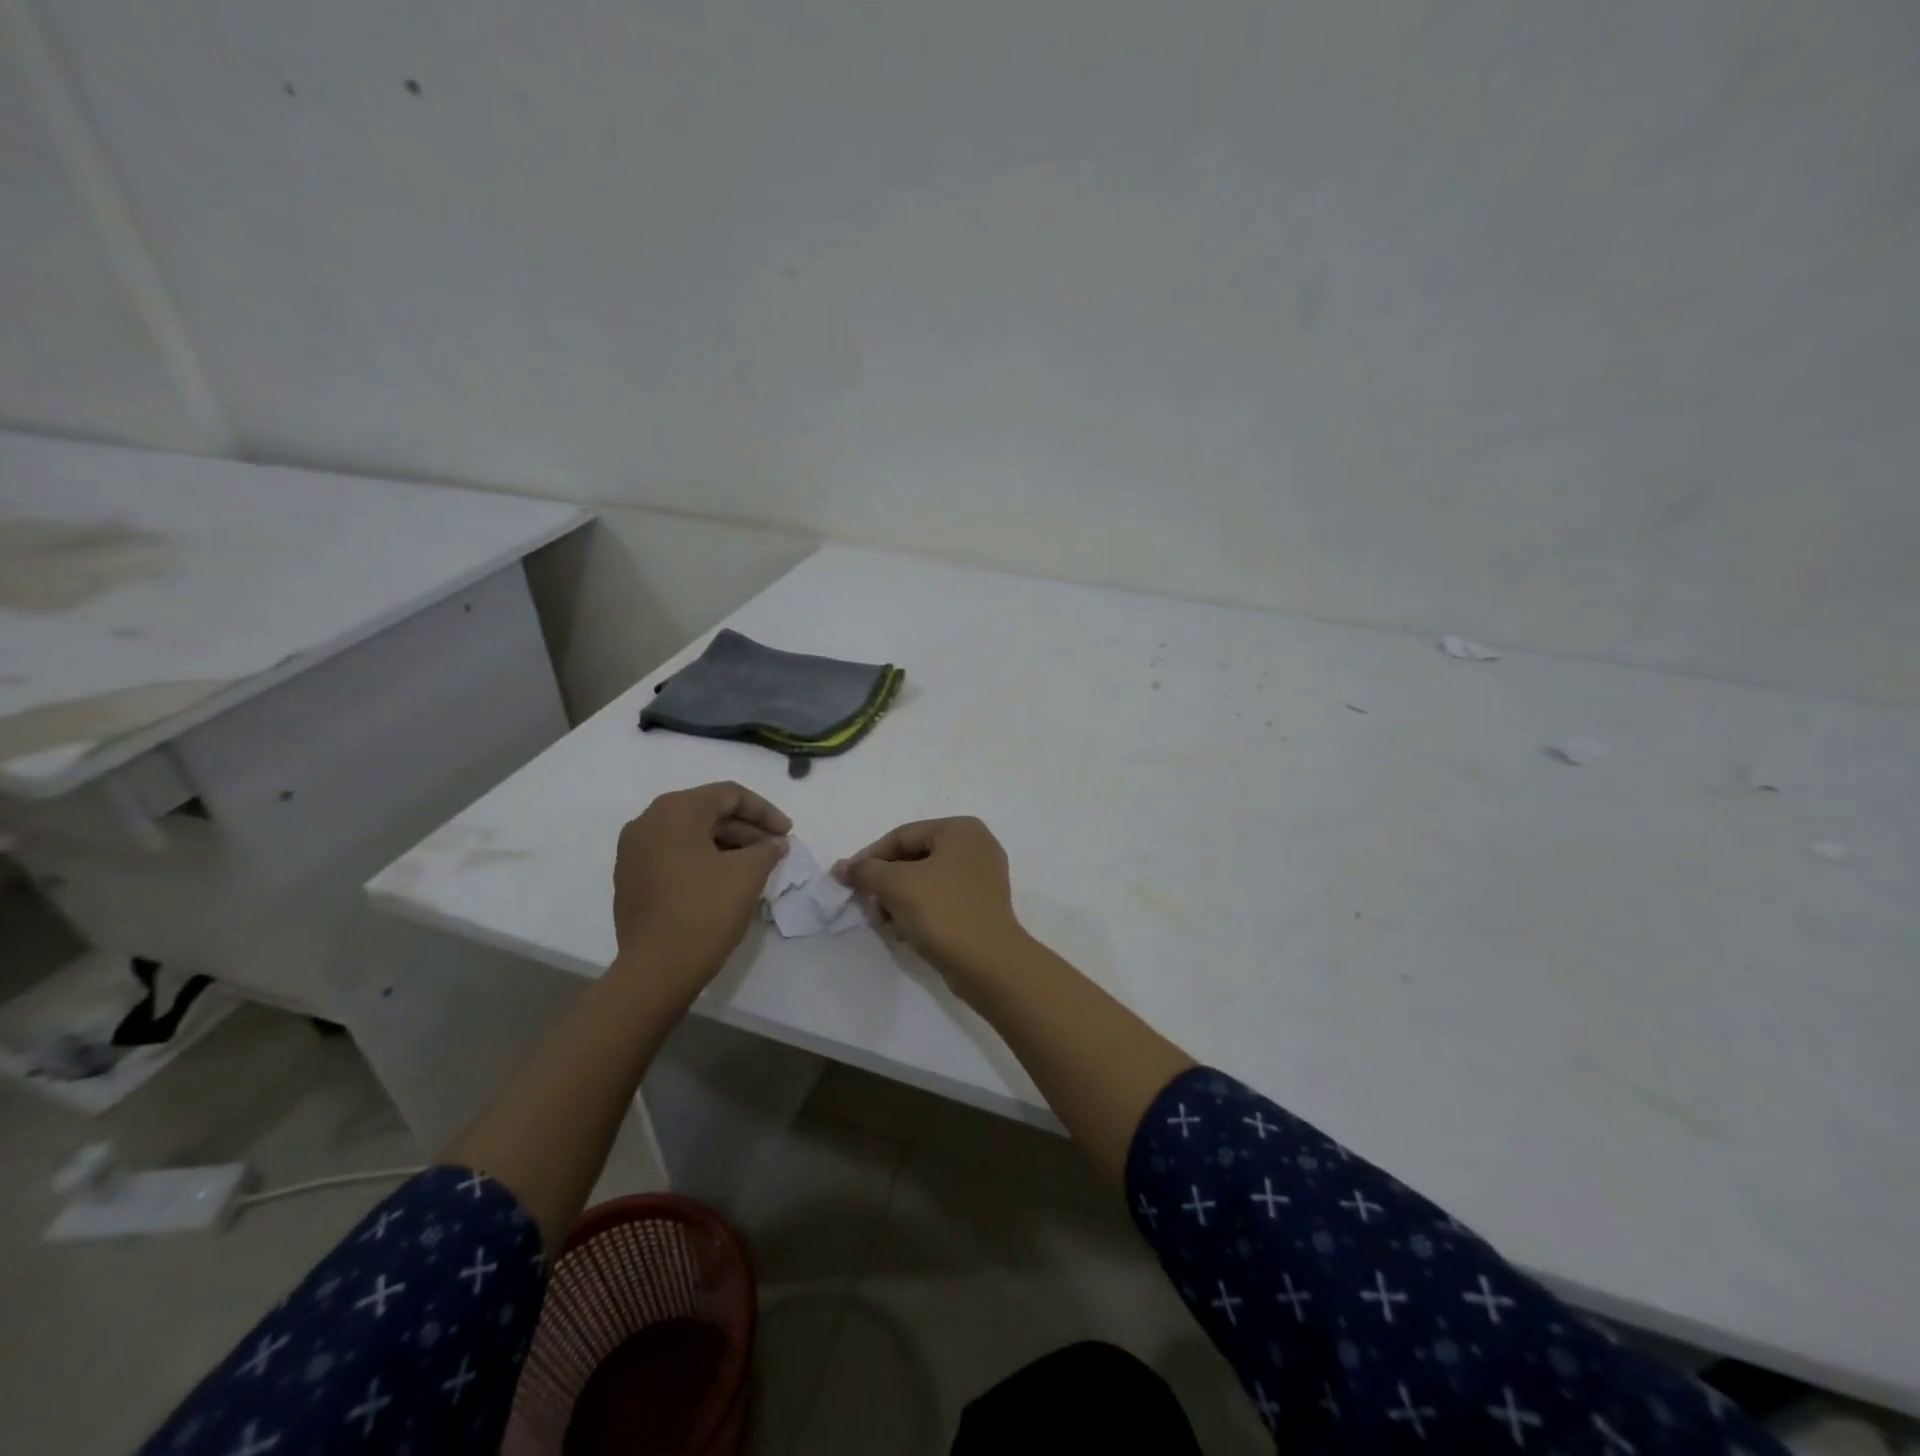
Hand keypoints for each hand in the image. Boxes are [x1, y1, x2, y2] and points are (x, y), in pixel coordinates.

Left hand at [612, 782, 789, 989]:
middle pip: (708, 812)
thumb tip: (775, 843)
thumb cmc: (705, 910)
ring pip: (691, 835)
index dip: (764, 811)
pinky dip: (704, 860)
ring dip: (727, 845)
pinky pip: (675, 855)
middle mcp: (648, 822)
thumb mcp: (748, 874)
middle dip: (747, 829)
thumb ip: (768, 849)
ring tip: (757, 865)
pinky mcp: (631, 879)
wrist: (657, 969)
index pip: (728, 795)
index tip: (788, 832)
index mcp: (675, 811)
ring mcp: (634, 852)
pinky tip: (727, 879)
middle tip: (776, 849)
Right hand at [835, 817, 1029, 987]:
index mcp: (961, 829)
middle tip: (867, 906)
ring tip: (884, 924)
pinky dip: (920, 911)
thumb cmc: (942, 911)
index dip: (870, 857)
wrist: (988, 963)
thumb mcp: (896, 885)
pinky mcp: (983, 906)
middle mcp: (977, 846)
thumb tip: (841, 867)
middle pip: (914, 858)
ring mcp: (983, 877)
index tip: (847, 881)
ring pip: (927, 881)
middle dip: (885, 883)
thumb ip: (865, 871)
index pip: (903, 836)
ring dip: (899, 900)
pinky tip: (904, 932)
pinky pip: (942, 899)